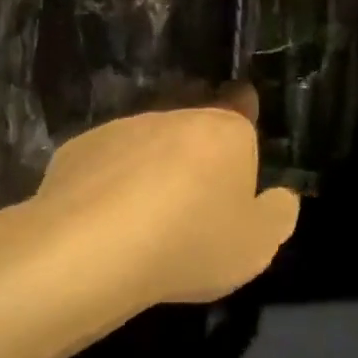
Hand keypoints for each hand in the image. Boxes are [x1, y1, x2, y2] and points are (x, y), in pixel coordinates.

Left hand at [10, 86, 299, 312]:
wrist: (91, 250)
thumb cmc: (191, 243)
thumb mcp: (257, 245)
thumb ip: (278, 215)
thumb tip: (280, 197)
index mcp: (226, 131)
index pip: (242, 108)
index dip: (243, 117)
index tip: (237, 140)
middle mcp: (175, 117)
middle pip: (194, 128)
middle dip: (197, 154)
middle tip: (195, 201)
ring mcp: (122, 129)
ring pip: (147, 144)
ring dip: (152, 168)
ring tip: (146, 219)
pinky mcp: (78, 149)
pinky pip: (106, 164)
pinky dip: (109, 184)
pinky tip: (105, 221)